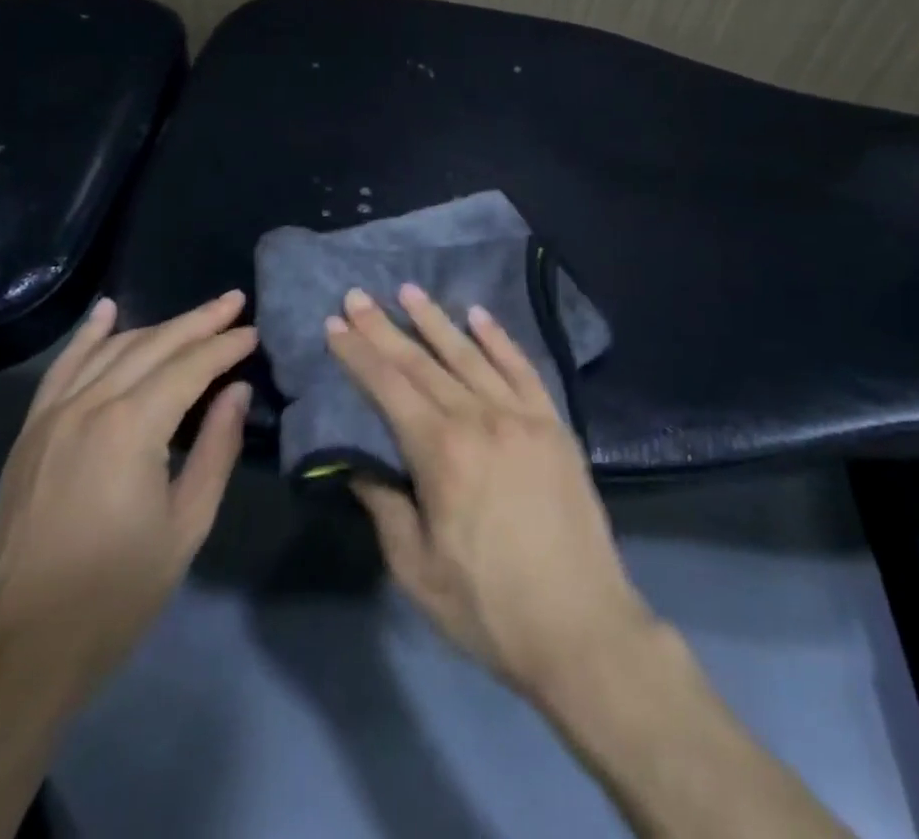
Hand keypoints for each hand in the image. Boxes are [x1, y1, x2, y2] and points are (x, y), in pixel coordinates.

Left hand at [0, 292, 257, 706]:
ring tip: (196, 315)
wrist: (21, 649)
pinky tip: (108, 310)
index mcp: (131, 428)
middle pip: (153, 346)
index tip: (255, 331)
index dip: (225, 346)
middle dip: (199, 322)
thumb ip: (217, 448)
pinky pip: (63, 368)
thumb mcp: (187, 523)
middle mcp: (89, 406)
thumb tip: (237, 391)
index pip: (190, 367)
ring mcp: (52, 416)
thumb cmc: (117, 593)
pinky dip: (88, 336)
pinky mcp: (30, 433)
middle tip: (235, 302)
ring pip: (112, 349)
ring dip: (157, 326)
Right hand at [325, 285, 657, 702]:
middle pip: (423, 362)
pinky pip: (522, 369)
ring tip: (409, 291)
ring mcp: (523, 416)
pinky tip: (479, 316)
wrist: (582, 627)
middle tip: (358, 295)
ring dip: (437, 321)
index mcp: (442, 452)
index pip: (389, 387)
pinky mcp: (554, 424)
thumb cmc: (488, 607)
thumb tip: (356, 461)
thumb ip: (384, 504)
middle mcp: (481, 418)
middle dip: (385, 328)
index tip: (336, 323)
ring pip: (471, 355)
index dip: (359, 353)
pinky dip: (499, 339)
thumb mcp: (416, 568)